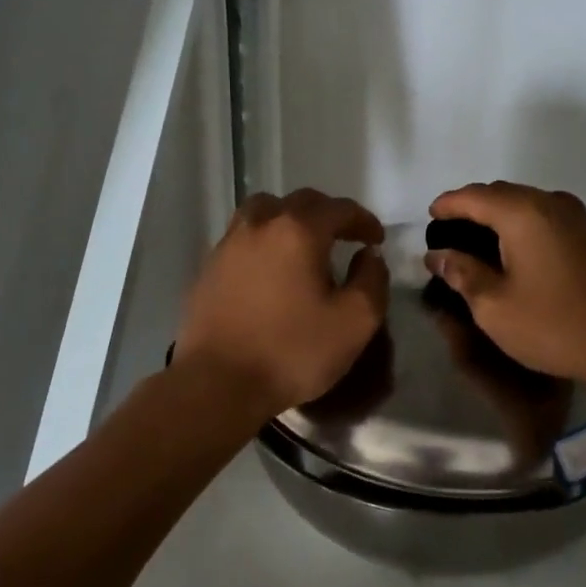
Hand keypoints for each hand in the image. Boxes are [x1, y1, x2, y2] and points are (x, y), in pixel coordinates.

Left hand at [175, 189, 388, 415]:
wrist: (217, 384)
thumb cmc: (292, 351)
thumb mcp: (355, 322)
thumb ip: (372, 280)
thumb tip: (369, 256)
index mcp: (298, 231)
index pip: (339, 209)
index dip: (363, 220)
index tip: (377, 240)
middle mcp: (260, 225)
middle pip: (300, 202)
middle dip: (329, 215)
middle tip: (345, 237)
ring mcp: (228, 245)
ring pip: (264, 212)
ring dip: (290, 220)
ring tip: (304, 245)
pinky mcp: (209, 269)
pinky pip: (243, 238)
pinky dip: (265, 241)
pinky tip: (272, 270)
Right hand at [425, 182, 585, 389]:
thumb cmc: (555, 325)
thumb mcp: (494, 306)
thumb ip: (462, 273)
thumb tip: (438, 255)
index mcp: (523, 213)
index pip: (473, 196)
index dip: (447, 205)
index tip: (428, 219)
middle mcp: (551, 203)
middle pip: (500, 194)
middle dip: (470, 209)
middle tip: (448, 236)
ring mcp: (576, 217)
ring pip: (524, 204)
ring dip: (497, 217)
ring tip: (475, 245)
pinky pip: (543, 217)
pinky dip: (520, 227)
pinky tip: (511, 253)